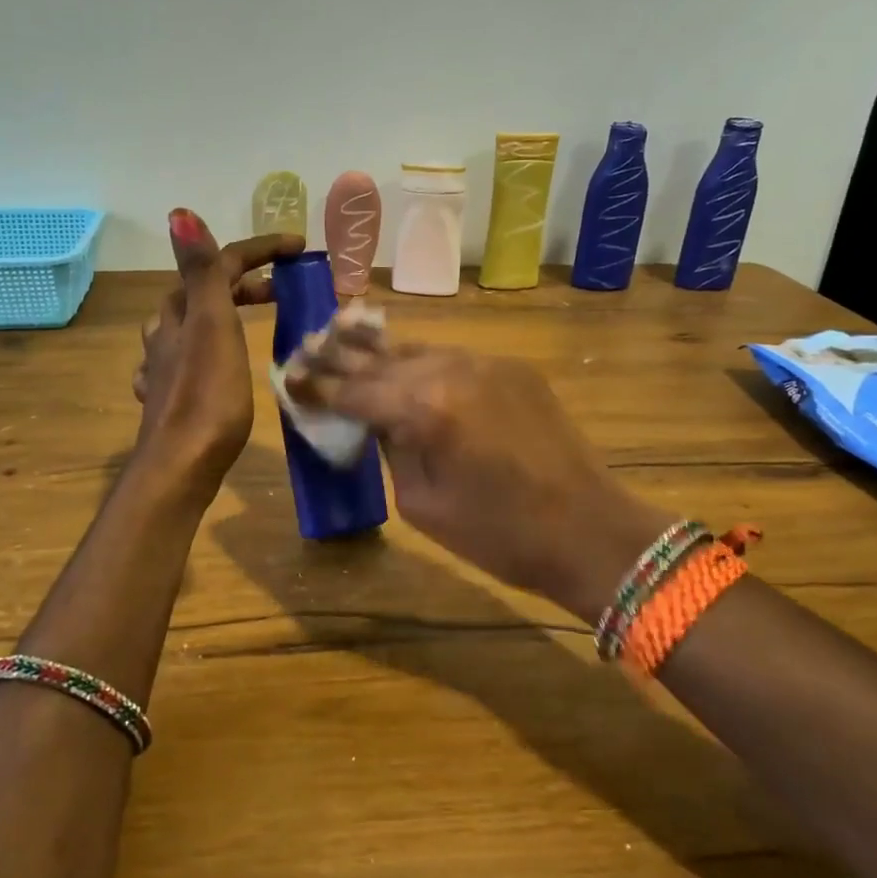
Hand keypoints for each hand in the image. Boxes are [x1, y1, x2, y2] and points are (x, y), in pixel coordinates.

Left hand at [133, 210, 302, 495]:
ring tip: (249, 322)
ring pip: (189, 326)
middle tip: (281, 291)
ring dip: (220, 314)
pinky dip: (204, 351)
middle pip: (202, 293)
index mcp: (182, 313)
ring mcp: (164, 368)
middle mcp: (167, 334)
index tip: (299, 249)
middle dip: (242, 282)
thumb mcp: (211, 327)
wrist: (180, 466)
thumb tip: (179, 212)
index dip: (259, 250)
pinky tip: (210, 364)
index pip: (219, 264)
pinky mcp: (168, 399)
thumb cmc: (207, 397)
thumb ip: (201, 273)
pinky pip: (184, 361)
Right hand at [286, 328, 674, 619]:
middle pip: (380, 357)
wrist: (588, 531)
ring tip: (342, 341)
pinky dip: (421, 362)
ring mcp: (486, 363)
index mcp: (424, 409)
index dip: (316, 385)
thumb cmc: (498, 536)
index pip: (353, 389)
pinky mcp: (512, 368)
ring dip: (379, 352)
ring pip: (416, 349)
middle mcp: (452, 370)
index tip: (288, 378)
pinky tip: (403, 364)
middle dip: (338, 355)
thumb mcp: (422, 504)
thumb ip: (390, 448)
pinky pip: (452, 358)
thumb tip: (375, 420)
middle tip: (304, 348)